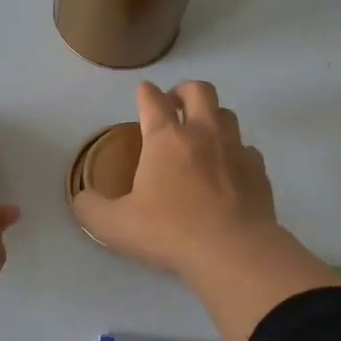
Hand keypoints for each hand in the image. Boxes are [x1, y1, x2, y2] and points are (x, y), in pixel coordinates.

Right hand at [73, 81, 279, 279]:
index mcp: (165, 139)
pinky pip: (247, 149)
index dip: (145, 93)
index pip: (152, 100)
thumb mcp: (114, 226)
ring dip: (212, 116)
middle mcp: (203, 133)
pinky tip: (228, 169)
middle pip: (199, 91)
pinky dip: (235, 151)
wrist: (233, 251)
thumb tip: (82, 198)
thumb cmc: (169, 232)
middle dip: (184, 90)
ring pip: (227, 114)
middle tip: (174, 104)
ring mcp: (235, 149)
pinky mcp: (258, 170)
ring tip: (201, 134)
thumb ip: (91, 209)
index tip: (142, 93)